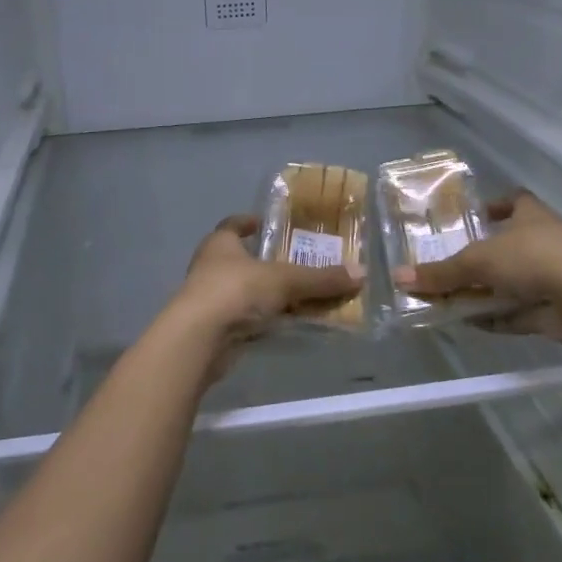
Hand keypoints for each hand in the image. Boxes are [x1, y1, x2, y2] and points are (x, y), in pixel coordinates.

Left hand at [173, 215, 360, 336]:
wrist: (200, 339)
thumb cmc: (236, 291)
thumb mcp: (285, 280)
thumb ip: (321, 279)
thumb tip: (361, 273)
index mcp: (220, 243)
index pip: (233, 225)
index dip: (248, 222)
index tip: (264, 222)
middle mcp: (212, 267)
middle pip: (244, 260)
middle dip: (270, 263)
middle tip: (301, 262)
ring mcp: (213, 300)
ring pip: (249, 292)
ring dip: (272, 295)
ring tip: (305, 294)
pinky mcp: (218, 329)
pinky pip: (251, 319)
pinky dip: (269, 320)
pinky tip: (292, 323)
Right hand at [396, 193, 561, 341]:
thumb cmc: (533, 259)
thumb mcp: (478, 261)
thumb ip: (441, 273)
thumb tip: (399, 277)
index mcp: (531, 216)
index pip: (515, 201)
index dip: (495, 205)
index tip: (474, 215)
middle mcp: (544, 241)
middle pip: (509, 245)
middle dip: (481, 256)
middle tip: (448, 265)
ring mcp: (553, 276)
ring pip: (512, 282)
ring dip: (485, 291)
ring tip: (450, 298)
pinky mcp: (555, 308)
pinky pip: (518, 311)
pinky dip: (496, 317)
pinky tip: (470, 323)